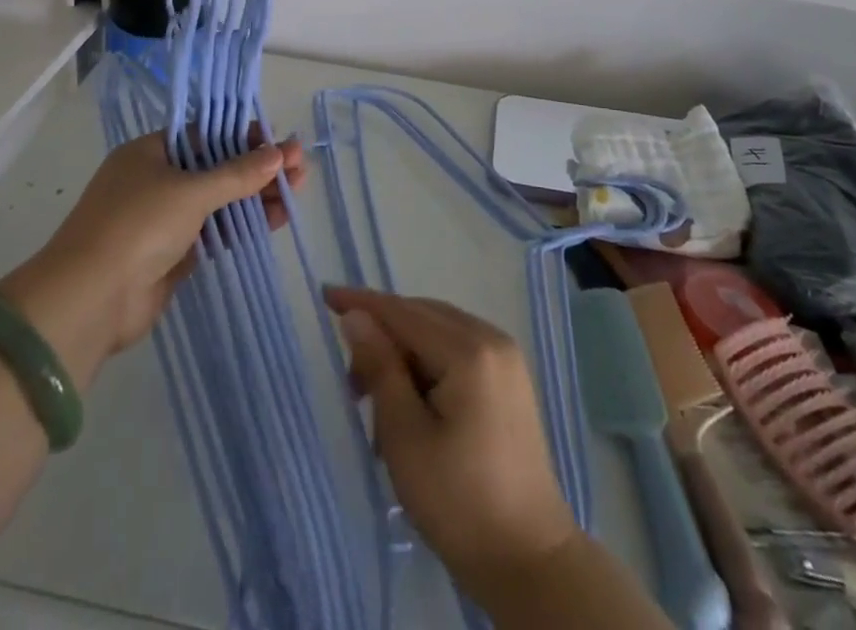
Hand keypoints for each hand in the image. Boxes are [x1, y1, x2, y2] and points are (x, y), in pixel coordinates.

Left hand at [0, 127, 305, 387]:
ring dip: (256, 196)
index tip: (279, 142)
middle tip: (300, 168)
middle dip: (258, 167)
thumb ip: (238, 173)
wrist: (90, 301)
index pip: (205, 134)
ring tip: (298, 192)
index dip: (244, 136)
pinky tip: (277, 219)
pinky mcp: (172, 254)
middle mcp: (156, 180)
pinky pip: (215, 231)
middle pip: (216, 167)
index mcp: (149, 152)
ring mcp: (164, 219)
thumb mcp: (191, 191)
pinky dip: (243, 224)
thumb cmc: (138, 225)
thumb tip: (281, 154)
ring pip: (219, 201)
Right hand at [324, 286, 578, 595]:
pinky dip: (429, 365)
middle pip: (423, 317)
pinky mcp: (510, 379)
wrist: (529, 560)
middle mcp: (492, 338)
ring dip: (405, 354)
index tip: (325, 295)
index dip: (362, 303)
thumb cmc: (459, 502)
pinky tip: (412, 403)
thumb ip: (380, 368)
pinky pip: (458, 350)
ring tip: (379, 404)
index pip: (404, 312)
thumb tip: (357, 317)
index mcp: (469, 350)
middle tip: (351, 382)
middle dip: (383, 337)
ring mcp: (506, 358)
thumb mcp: (405, 437)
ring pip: (439, 333)